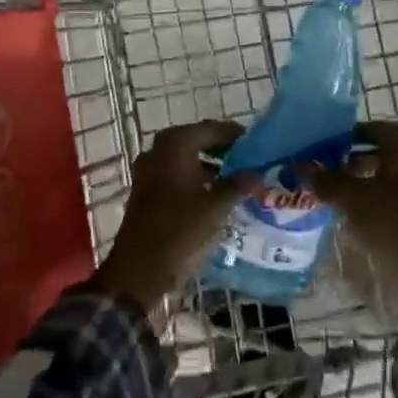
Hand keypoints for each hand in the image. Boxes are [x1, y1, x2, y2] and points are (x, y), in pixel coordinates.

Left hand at [90, 121, 251, 311]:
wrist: (139, 268)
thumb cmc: (179, 230)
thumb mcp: (216, 207)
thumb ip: (238, 185)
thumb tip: (258, 174)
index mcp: (175, 145)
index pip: (211, 129)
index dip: (234, 135)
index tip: (255, 143)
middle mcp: (158, 149)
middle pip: (196, 139)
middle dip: (221, 148)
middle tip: (246, 158)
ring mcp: (148, 169)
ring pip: (184, 156)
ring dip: (207, 163)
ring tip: (234, 175)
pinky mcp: (145, 188)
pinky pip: (174, 171)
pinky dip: (193, 176)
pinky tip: (211, 191)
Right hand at [304, 122, 397, 313]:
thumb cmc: (391, 219)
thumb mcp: (350, 197)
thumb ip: (324, 179)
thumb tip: (296, 166)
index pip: (365, 129)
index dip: (339, 137)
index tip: (316, 146)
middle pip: (371, 152)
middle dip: (343, 160)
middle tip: (316, 168)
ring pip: (376, 176)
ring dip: (352, 182)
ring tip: (323, 190)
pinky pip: (383, 196)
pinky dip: (364, 199)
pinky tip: (341, 210)